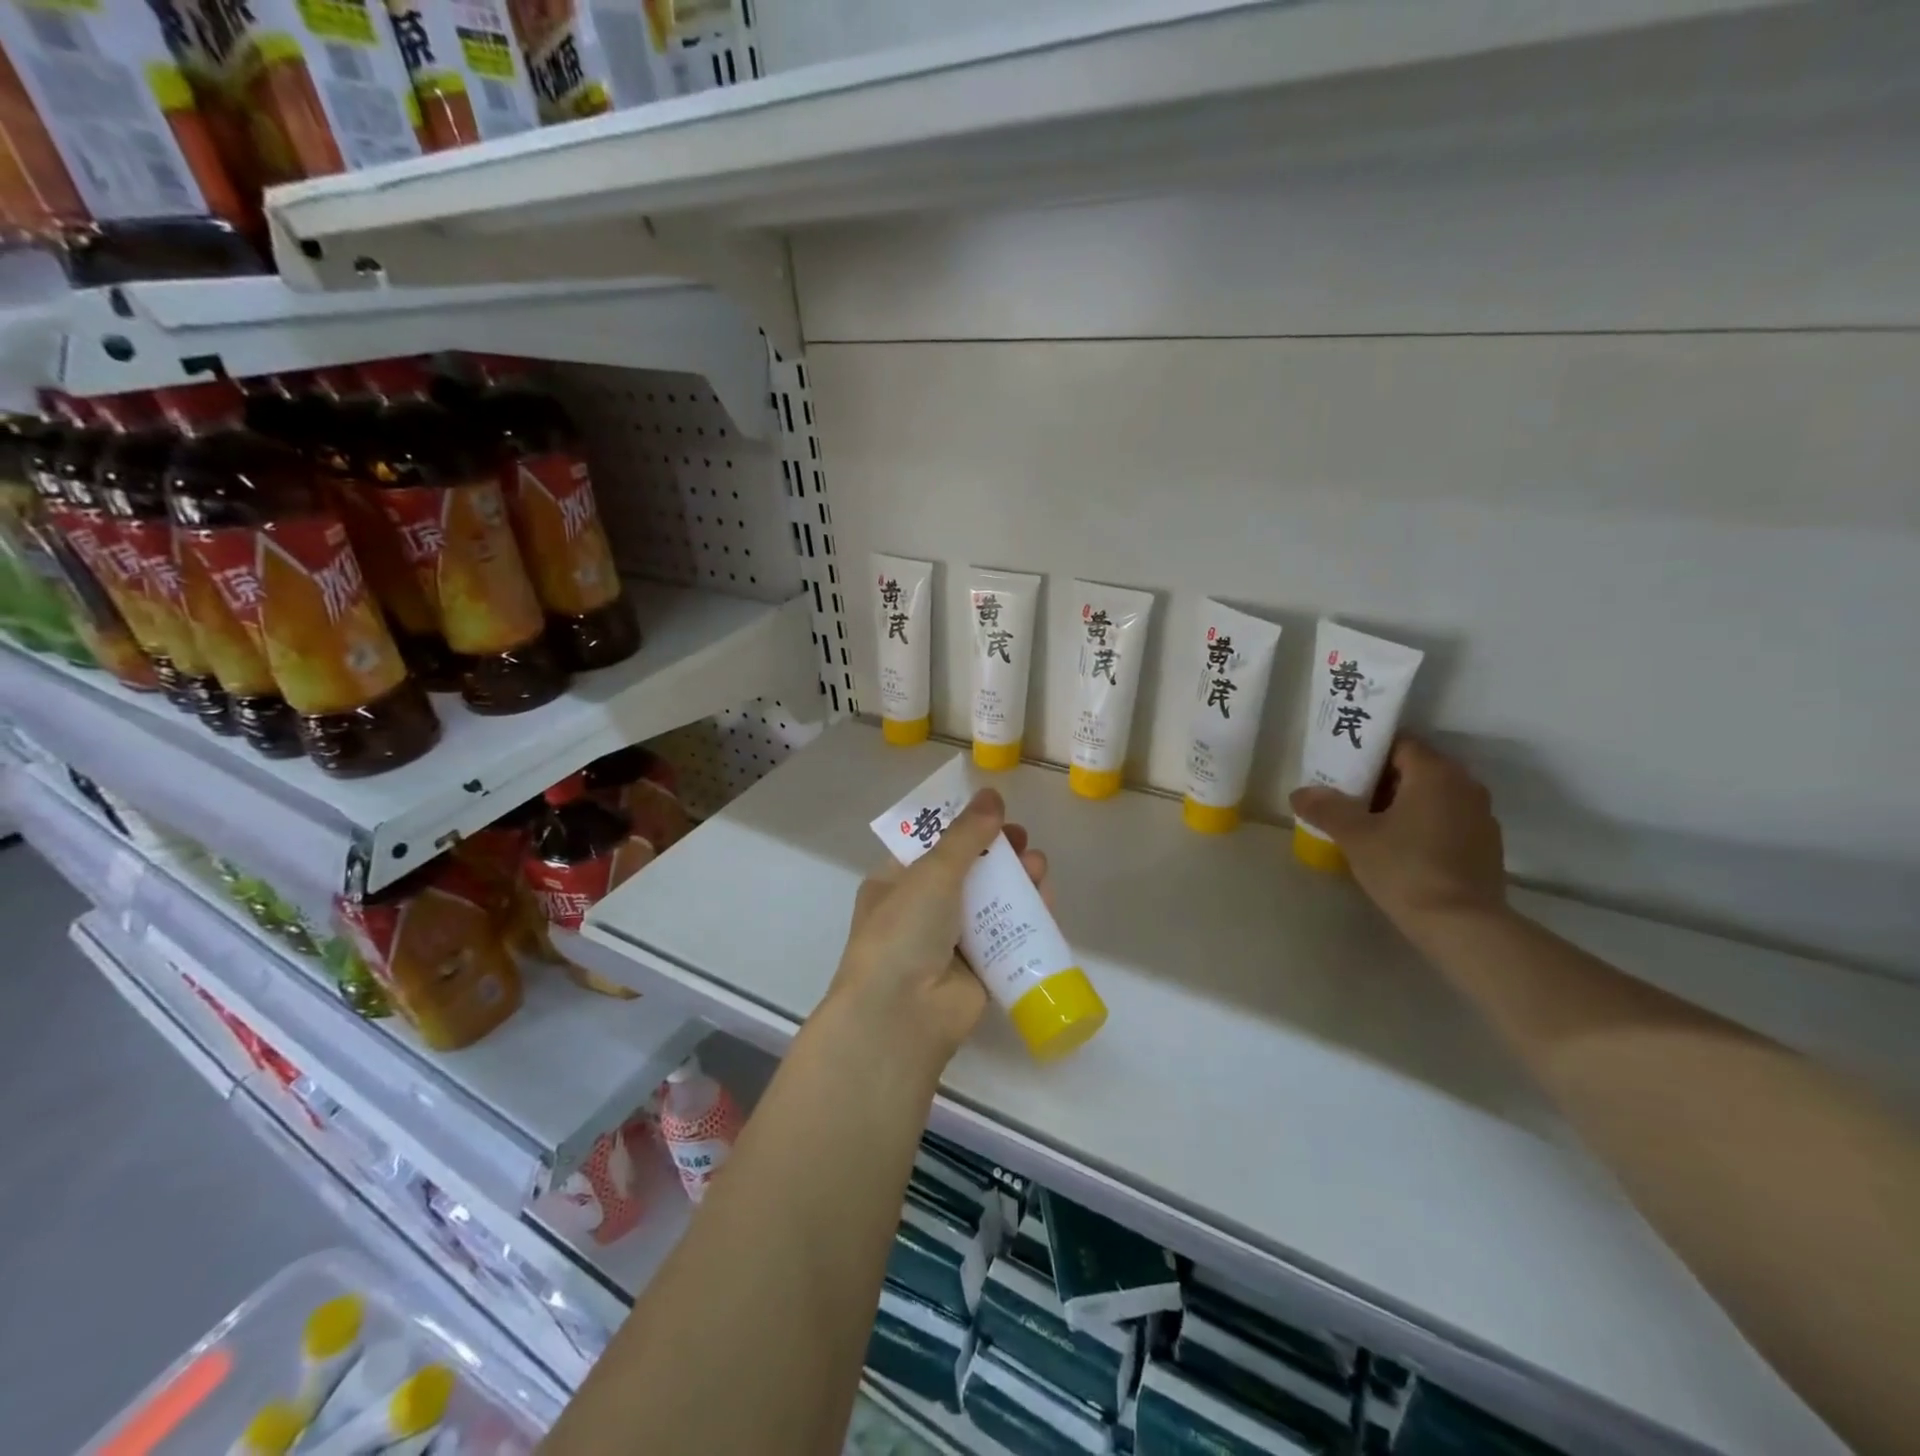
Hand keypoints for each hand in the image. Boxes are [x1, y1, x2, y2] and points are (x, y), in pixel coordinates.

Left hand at [822, 788, 1049, 1073]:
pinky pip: (1006, 935)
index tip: (993, 815)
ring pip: (990, 902)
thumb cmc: (904, 931)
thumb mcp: (931, 872)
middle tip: (1023, 840)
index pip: (931, 846)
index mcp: (894, 884)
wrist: (901, 1015)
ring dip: (1016, 881)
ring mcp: (949, 942)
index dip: (962, 828)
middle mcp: (920, 911)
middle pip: (966, 873)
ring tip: (1039, 866)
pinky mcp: (978, 970)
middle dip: (997, 854)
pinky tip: (1046, 899)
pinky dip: (1026, 916)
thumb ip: (966, 834)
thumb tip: (992, 793)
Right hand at [1289, 737, 1505, 935]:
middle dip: (1379, 779)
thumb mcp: (1355, 836)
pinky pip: (1446, 820)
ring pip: (1431, 796)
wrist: (1462, 926)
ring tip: (1366, 824)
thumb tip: (1300, 793)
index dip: (1367, 752)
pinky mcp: (1485, 846)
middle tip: (1345, 796)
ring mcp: (1480, 816)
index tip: (1340, 769)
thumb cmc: (1405, 868)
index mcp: (1435, 773)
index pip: (1399, 743)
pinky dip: (1420, 824)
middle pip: (1415, 769)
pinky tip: (1397, 848)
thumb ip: (1325, 808)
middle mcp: (1465, 785)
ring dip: (1400, 803)